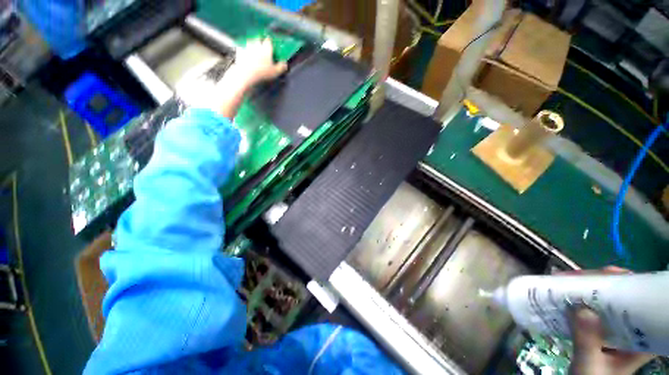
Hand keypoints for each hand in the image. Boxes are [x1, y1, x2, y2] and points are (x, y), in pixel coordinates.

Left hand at [231, 38, 287, 86]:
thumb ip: (281, 67)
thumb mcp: (275, 72)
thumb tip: (285, 63)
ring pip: (250, 41)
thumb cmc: (262, 73)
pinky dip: (243, 48)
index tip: (271, 43)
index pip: (269, 40)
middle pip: (258, 38)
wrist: (246, 73)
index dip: (270, 41)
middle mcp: (257, 44)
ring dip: (252, 42)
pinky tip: (244, 52)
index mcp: (266, 48)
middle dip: (260, 39)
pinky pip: (241, 47)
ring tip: (253, 47)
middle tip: (261, 43)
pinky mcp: (239, 51)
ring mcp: (247, 46)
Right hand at [568, 267, 653, 374]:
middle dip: (600, 281)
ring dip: (588, 287)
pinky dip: (581, 297)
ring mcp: (616, 328)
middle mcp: (632, 328)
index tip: (606, 273)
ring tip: (567, 280)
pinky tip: (566, 293)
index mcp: (641, 338)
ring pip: (607, 299)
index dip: (628, 282)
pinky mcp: (602, 329)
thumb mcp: (588, 365)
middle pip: (623, 295)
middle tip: (576, 276)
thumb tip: (581, 308)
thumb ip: (587, 341)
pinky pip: (594, 307)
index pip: (644, 301)